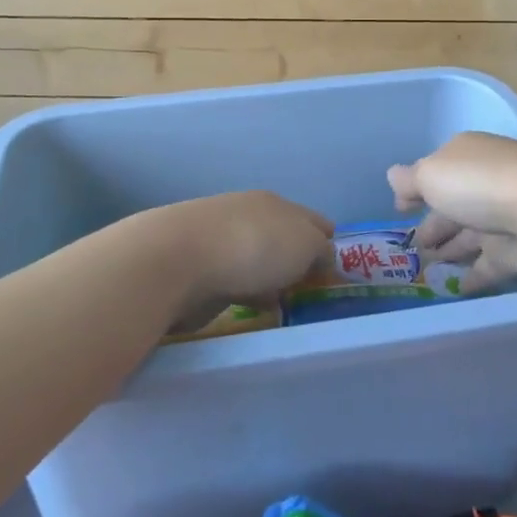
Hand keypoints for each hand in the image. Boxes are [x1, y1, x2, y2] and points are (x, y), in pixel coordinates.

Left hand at [149, 190, 334, 326]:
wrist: (177, 261)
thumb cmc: (253, 247)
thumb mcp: (306, 244)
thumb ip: (322, 251)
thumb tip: (323, 257)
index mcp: (277, 203)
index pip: (314, 221)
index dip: (330, 245)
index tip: (339, 275)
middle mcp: (249, 216)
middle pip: (285, 241)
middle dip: (299, 265)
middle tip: (315, 298)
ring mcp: (221, 242)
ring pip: (259, 264)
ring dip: (271, 282)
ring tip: (287, 310)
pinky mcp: (199, 270)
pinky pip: (235, 284)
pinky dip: (246, 296)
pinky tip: (252, 312)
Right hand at [388, 132, 516, 291]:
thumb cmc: (480, 184)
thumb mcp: (431, 175)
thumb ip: (409, 180)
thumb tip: (393, 177)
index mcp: (465, 157)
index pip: (435, 171)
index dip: (416, 189)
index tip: (400, 210)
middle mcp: (485, 183)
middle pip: (452, 205)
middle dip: (432, 224)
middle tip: (411, 247)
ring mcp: (503, 218)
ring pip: (469, 235)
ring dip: (449, 249)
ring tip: (426, 267)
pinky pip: (489, 265)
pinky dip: (472, 275)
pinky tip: (454, 288)